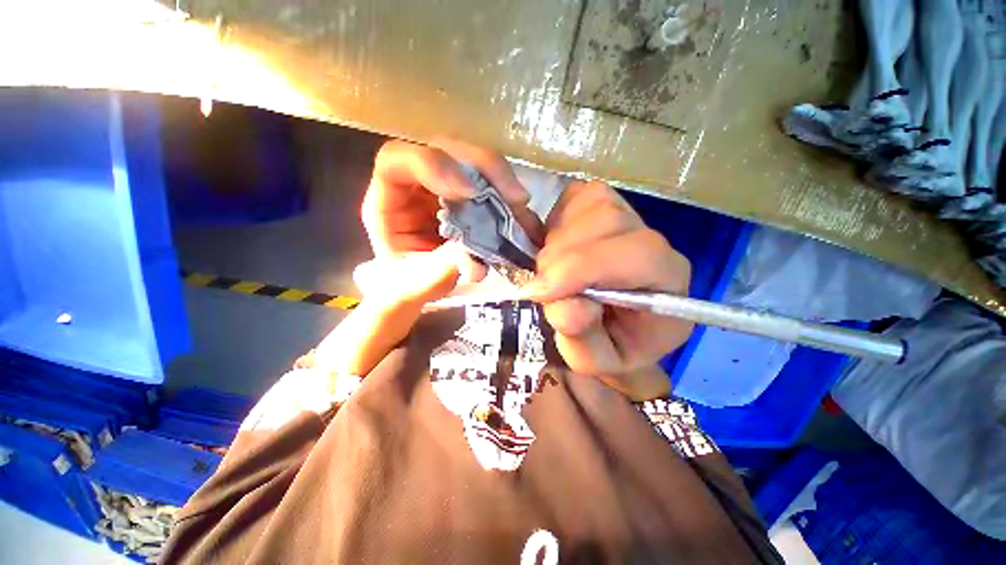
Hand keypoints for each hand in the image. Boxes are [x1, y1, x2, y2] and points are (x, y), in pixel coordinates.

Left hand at [315, 140, 538, 375]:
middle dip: (482, 167)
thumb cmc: (407, 284)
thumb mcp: (413, 286)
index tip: (469, 193)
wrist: (420, 285)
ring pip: (471, 161)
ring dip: (501, 179)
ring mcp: (442, 185)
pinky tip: (521, 214)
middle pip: (444, 149)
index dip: (434, 165)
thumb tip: (472, 257)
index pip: (397, 160)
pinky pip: (487, 181)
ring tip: (520, 205)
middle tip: (514, 197)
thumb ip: (435, 273)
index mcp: (387, 201)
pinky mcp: (464, 194)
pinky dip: (506, 195)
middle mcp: (414, 184)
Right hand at [521, 181, 692, 400]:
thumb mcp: (596, 360)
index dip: (581, 269)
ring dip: (557, 241)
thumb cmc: (612, 346)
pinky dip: (557, 221)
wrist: (617, 326)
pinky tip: (558, 248)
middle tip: (545, 289)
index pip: (636, 255)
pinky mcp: (606, 204)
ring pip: (590, 204)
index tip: (540, 293)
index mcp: (667, 282)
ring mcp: (631, 216)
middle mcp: (655, 242)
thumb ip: (583, 338)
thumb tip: (564, 306)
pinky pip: (576, 196)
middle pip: (607, 222)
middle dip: (561, 259)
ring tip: (552, 271)